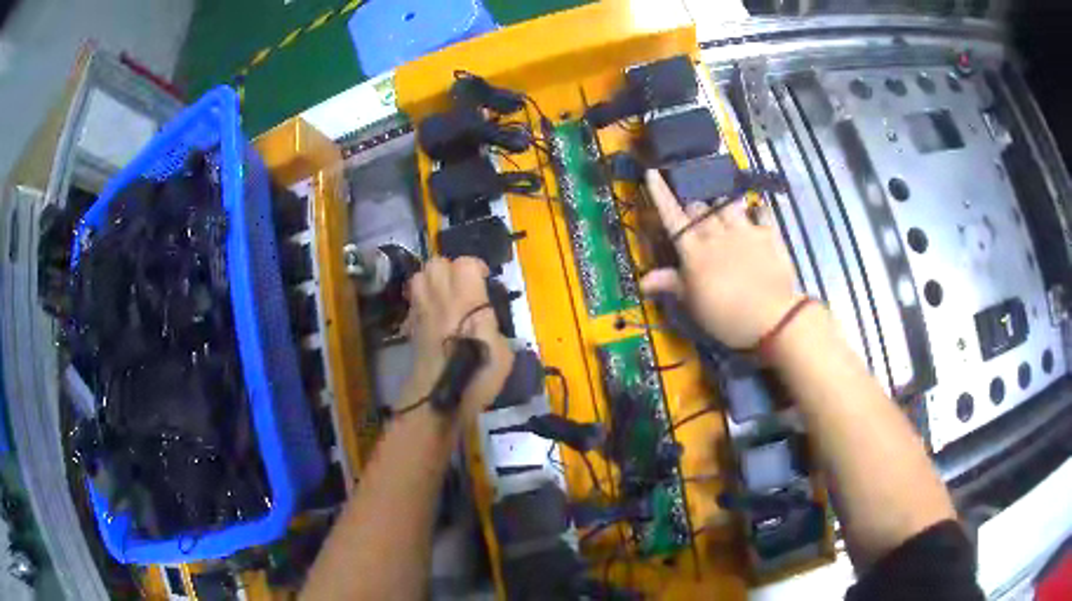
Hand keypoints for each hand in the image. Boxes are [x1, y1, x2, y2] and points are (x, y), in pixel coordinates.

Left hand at [403, 257, 513, 421]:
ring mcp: (421, 311)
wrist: (438, 399)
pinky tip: (434, 315)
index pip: (465, 263)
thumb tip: (487, 320)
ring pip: (419, 276)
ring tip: (446, 296)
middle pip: (436, 263)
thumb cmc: (476, 377)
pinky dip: (422, 300)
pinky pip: (414, 300)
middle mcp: (440, 298)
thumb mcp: (503, 353)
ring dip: (433, 281)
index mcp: (466, 300)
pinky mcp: (411, 326)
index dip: (476, 267)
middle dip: (450, 269)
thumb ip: (495, 326)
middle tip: (463, 286)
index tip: (485, 280)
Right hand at [640, 170, 801, 348]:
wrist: (770, 318)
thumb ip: (670, 284)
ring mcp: (743, 230)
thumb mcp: (692, 305)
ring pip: (726, 203)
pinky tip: (756, 214)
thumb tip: (642, 281)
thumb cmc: (724, 315)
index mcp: (693, 250)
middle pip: (698, 206)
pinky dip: (756, 211)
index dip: (660, 193)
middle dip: (693, 209)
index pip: (671, 215)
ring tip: (724, 215)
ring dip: (721, 206)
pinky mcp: (768, 233)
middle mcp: (716, 233)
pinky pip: (760, 211)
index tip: (652, 173)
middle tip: (696, 221)